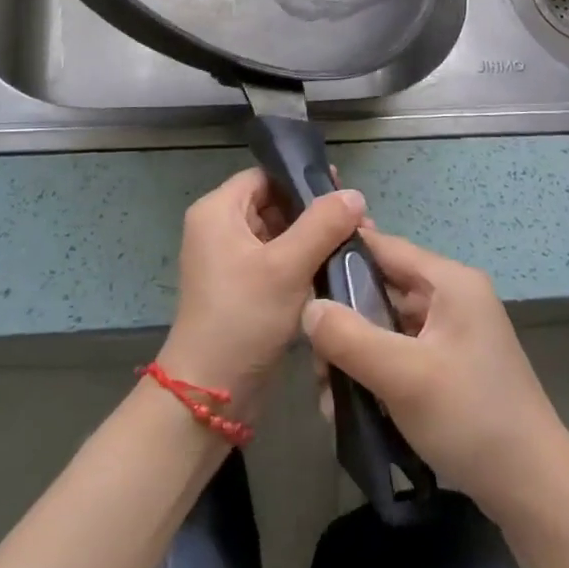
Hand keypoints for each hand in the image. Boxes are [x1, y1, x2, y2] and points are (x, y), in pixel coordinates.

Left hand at [160, 169, 365, 405]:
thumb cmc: (243, 317)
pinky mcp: (240, 287)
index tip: (343, 192)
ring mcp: (228, 260)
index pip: (265, 176)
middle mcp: (218, 228)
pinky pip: (275, 260)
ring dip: (311, 239)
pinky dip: (301, 262)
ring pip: (277, 234)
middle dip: (313, 212)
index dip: (301, 180)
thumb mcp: (287, 266)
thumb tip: (355, 194)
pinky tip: (334, 269)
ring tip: (353, 244)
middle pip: (273, 203)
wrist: (211, 390)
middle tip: (357, 222)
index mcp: (217, 211)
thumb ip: (322, 224)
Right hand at [301, 225, 568, 517]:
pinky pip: (401, 352)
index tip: (298, 278)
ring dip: (355, 352)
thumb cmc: (470, 418)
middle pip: (382, 289)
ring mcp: (453, 333)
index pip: (384, 247)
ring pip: (387, 325)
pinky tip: (351, 404)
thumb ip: (348, 336)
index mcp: (450, 282)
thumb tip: (306, 307)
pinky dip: (375, 371)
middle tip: (312, 357)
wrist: (534, 490)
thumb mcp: (402, 375)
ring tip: (327, 391)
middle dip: (343, 319)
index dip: (339, 255)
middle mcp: (453, 297)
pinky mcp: (451, 365)